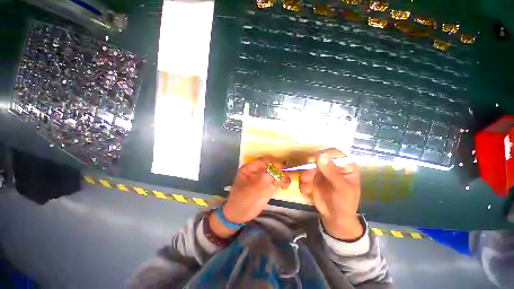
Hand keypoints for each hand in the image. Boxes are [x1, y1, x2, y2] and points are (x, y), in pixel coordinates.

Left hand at [210, 158, 290, 237]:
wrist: (239, 214)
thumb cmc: (243, 199)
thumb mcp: (253, 188)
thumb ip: (266, 178)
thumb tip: (280, 170)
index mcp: (250, 168)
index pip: (265, 161)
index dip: (274, 163)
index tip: (283, 169)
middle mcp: (257, 171)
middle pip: (272, 166)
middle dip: (280, 170)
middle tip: (286, 177)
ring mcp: (263, 178)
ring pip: (276, 173)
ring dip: (283, 177)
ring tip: (285, 185)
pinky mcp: (267, 186)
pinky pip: (277, 181)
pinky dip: (282, 182)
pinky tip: (284, 187)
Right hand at [299, 148, 362, 240]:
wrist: (334, 217)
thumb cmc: (344, 202)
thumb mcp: (341, 188)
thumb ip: (331, 172)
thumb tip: (321, 155)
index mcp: (345, 165)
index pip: (334, 153)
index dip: (324, 154)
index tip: (315, 161)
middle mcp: (332, 165)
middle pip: (318, 158)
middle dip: (311, 168)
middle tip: (307, 177)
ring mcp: (321, 171)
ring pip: (309, 166)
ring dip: (305, 176)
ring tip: (307, 187)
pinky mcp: (313, 177)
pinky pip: (304, 174)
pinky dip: (303, 182)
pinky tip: (307, 190)